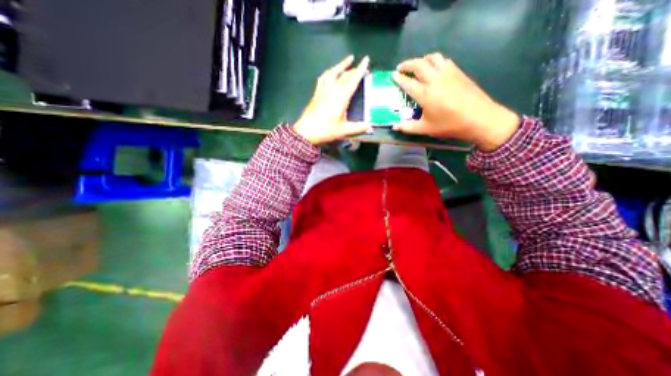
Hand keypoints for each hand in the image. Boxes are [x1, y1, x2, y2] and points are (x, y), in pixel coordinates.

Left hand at [295, 56, 371, 144]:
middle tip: (361, 66)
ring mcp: (323, 90)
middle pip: (344, 75)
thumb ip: (358, 128)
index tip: (366, 59)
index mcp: (341, 97)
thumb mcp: (343, 130)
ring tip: (348, 60)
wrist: (306, 132)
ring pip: (332, 73)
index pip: (352, 80)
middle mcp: (332, 90)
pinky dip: (329, 72)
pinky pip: (323, 78)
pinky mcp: (316, 93)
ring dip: (341, 65)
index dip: (360, 70)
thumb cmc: (326, 130)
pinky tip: (330, 72)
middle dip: (354, 69)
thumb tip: (370, 127)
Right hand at [394, 52, 517, 151]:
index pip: (408, 82)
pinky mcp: (459, 72)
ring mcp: (449, 73)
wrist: (480, 118)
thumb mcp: (426, 129)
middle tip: (401, 68)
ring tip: (417, 65)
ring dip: (422, 59)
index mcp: (425, 94)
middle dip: (407, 64)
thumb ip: (408, 127)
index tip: (392, 75)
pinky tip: (435, 68)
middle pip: (419, 64)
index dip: (399, 78)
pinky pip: (444, 60)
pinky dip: (435, 61)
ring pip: (433, 58)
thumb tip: (394, 127)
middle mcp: (435, 79)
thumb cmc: (450, 125)